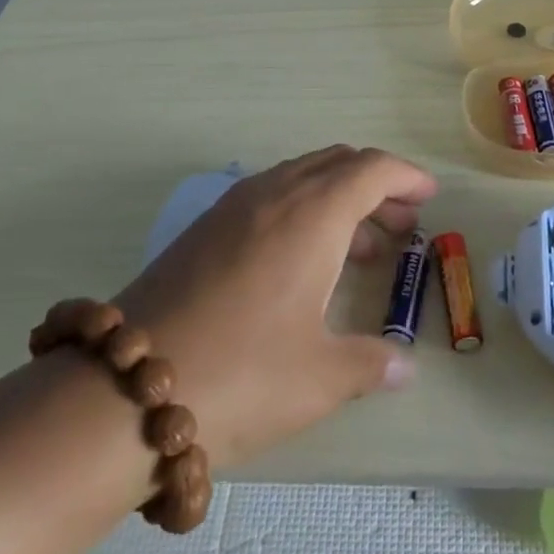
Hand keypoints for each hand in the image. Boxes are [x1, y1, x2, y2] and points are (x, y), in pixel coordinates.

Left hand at [114, 146, 435, 468]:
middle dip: (377, 186)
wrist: (124, 389)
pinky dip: (303, 209)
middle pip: (338, 164)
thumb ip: (370, 364)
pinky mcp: (205, 227)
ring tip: (361, 246)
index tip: (428, 196)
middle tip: (402, 225)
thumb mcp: (318, 378)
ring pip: (302, 176)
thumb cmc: (240, 375)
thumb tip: (403, 367)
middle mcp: (275, 193)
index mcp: (312, 214)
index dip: (406, 177)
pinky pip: (271, 194)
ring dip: (339, 197)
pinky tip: (303, 258)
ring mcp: (234, 206)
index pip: (371, 170)